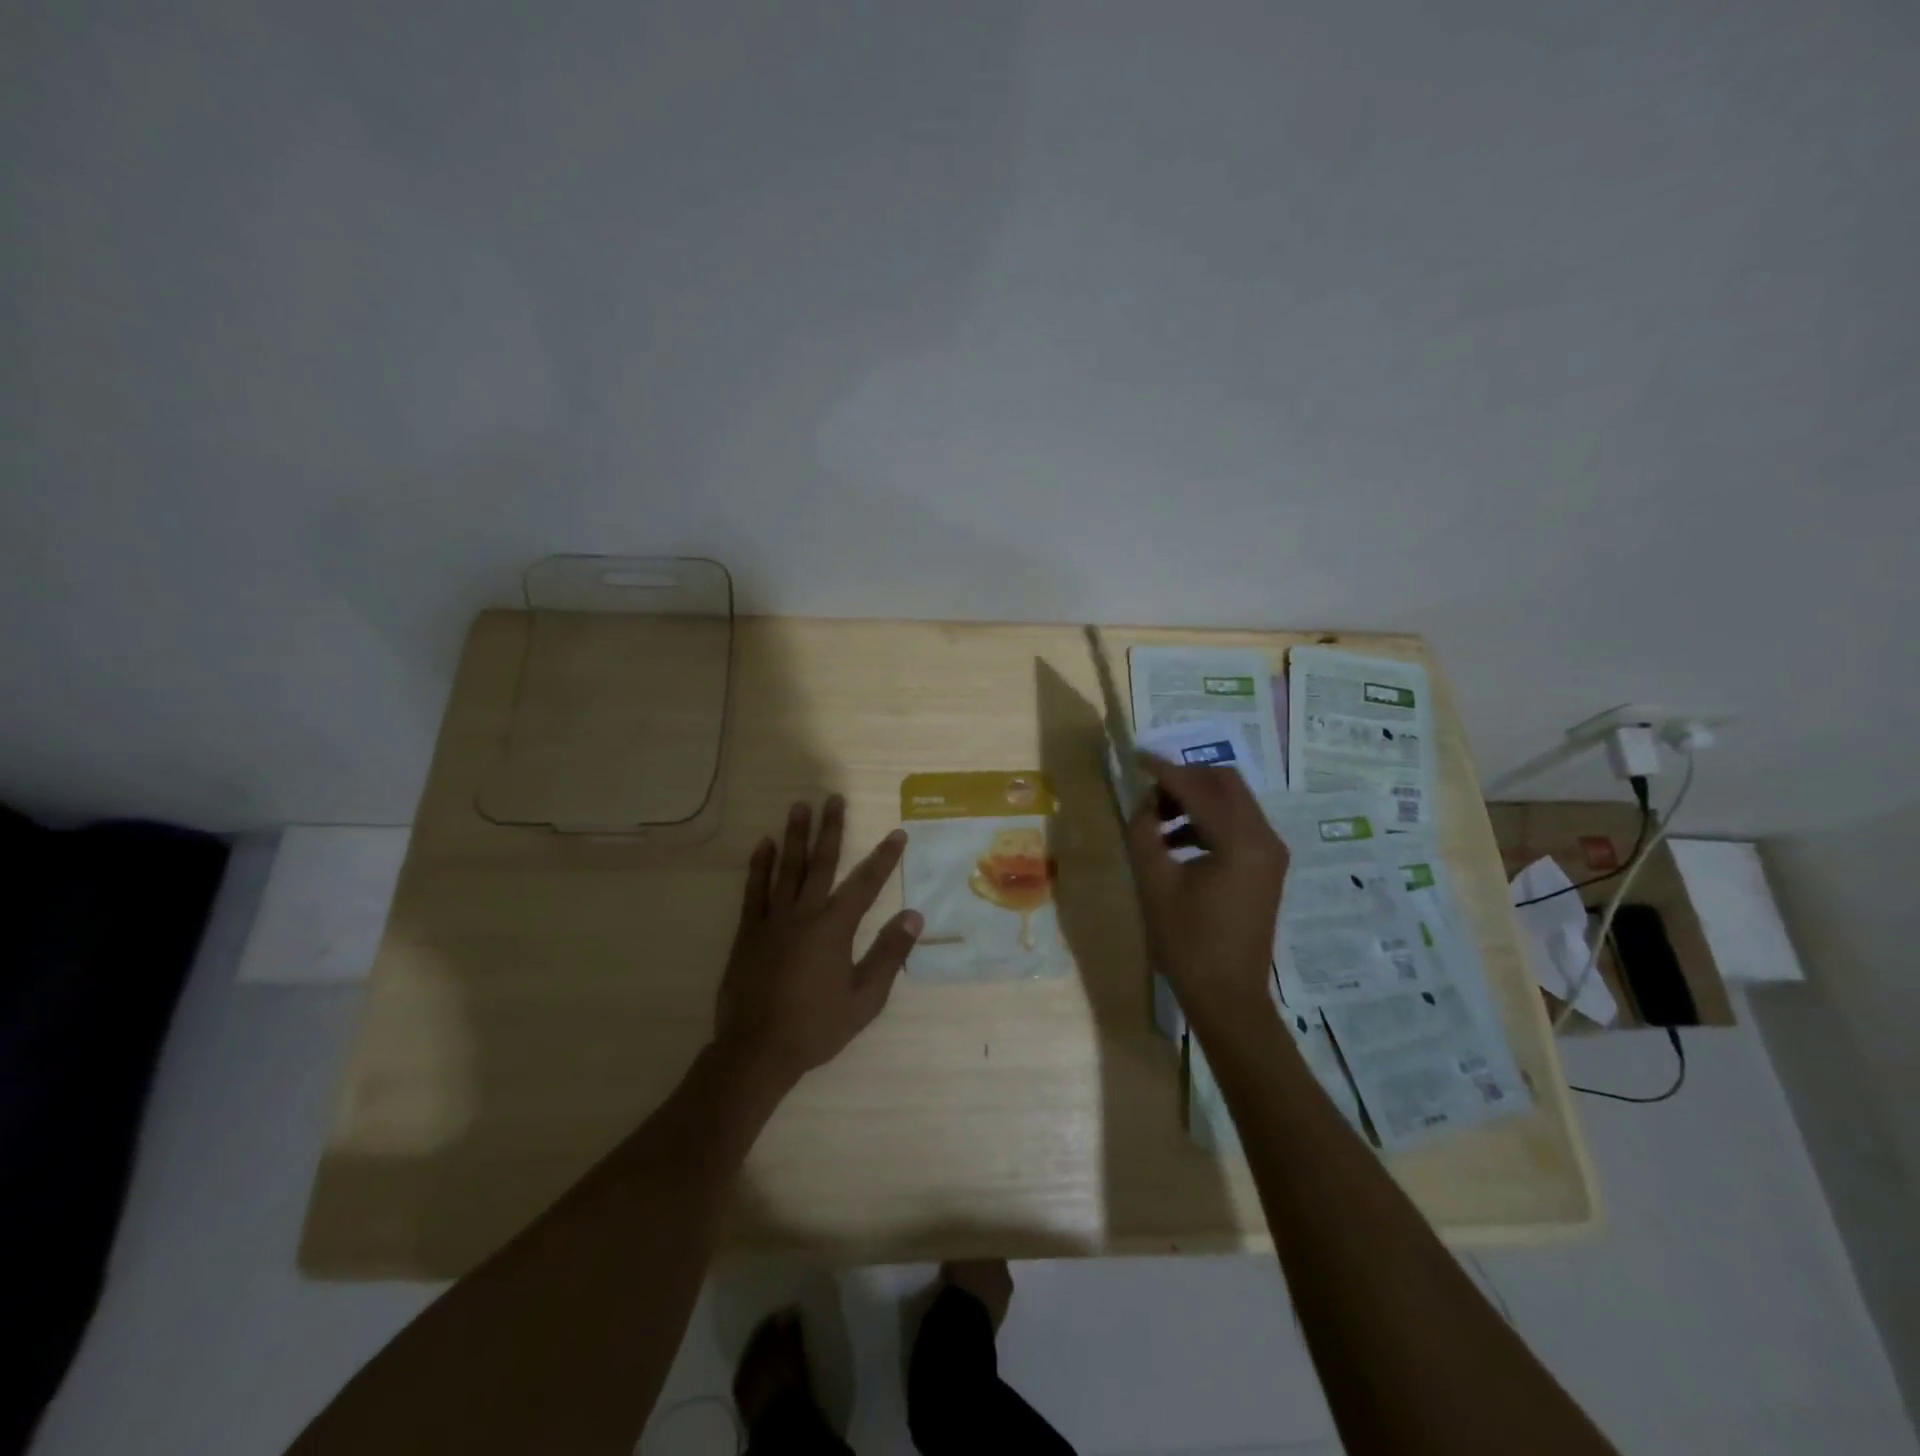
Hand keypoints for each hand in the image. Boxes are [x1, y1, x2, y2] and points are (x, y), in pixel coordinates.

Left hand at [715, 795, 921, 1087]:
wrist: (756, 1051)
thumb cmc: (816, 1027)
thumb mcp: (864, 998)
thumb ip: (889, 954)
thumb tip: (914, 916)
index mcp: (834, 929)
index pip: (865, 884)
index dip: (884, 858)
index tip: (897, 833)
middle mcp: (803, 914)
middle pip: (821, 864)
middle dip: (831, 829)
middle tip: (834, 798)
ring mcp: (772, 921)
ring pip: (786, 869)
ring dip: (795, 836)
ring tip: (799, 806)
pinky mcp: (748, 933)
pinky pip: (753, 891)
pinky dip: (759, 866)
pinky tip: (764, 845)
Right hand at [1123, 754, 1287, 1020]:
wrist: (1228, 996)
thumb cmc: (1188, 942)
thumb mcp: (1155, 883)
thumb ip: (1145, 832)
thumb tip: (1145, 803)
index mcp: (1241, 841)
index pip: (1199, 788)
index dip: (1164, 770)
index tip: (1136, 758)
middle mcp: (1265, 838)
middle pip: (1225, 783)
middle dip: (1185, 779)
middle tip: (1149, 791)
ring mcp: (1270, 853)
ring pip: (1233, 802)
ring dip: (1195, 800)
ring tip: (1156, 820)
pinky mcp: (1266, 867)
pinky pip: (1237, 825)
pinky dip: (1206, 821)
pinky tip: (1175, 842)